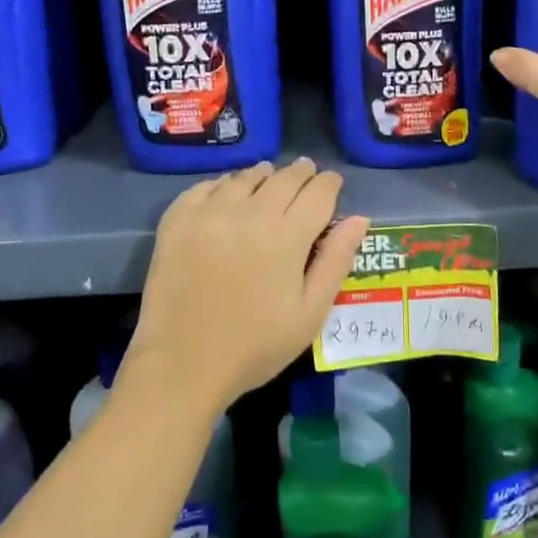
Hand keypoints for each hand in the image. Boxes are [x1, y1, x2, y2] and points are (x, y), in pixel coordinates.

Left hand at [126, 158, 370, 417]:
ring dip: (264, 175)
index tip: (332, 184)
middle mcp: (250, 213)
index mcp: (287, 236)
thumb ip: (336, 261)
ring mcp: (210, 212)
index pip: (318, 192)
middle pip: (283, 178)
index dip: (329, 184)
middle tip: (306, 174)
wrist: (181, 364)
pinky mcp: (178, 219)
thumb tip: (360, 219)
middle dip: (301, 173)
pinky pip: (207, 186)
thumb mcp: (310, 314)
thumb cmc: (255, 346)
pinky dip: (224, 184)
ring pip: (246, 177)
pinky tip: (228, 193)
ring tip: (269, 179)